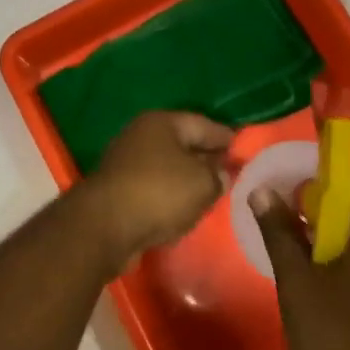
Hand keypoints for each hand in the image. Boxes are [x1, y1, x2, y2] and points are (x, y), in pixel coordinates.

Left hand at [82, 112, 233, 269]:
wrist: (105, 226)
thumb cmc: (159, 193)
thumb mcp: (202, 183)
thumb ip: (218, 176)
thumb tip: (222, 174)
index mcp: (162, 122)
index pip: (203, 124)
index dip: (226, 137)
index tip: (244, 148)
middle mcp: (141, 135)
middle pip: (183, 144)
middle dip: (206, 157)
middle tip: (231, 170)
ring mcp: (126, 162)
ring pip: (168, 166)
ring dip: (187, 178)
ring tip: (211, 191)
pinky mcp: (118, 189)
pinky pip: (154, 187)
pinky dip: (170, 195)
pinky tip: (184, 208)